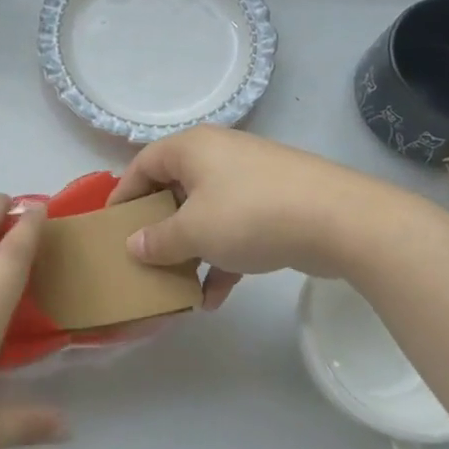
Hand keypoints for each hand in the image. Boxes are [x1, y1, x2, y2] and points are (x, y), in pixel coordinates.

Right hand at [108, 127, 368, 302]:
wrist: (337, 220)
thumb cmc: (249, 214)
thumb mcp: (194, 231)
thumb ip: (158, 240)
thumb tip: (134, 245)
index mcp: (191, 149)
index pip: (143, 165)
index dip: (124, 195)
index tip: (111, 227)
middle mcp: (217, 156)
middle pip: (175, 190)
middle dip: (160, 229)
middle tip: (144, 258)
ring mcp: (249, 180)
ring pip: (206, 214)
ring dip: (191, 251)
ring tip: (178, 287)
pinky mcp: (275, 205)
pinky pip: (235, 230)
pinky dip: (222, 259)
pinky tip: (214, 299)